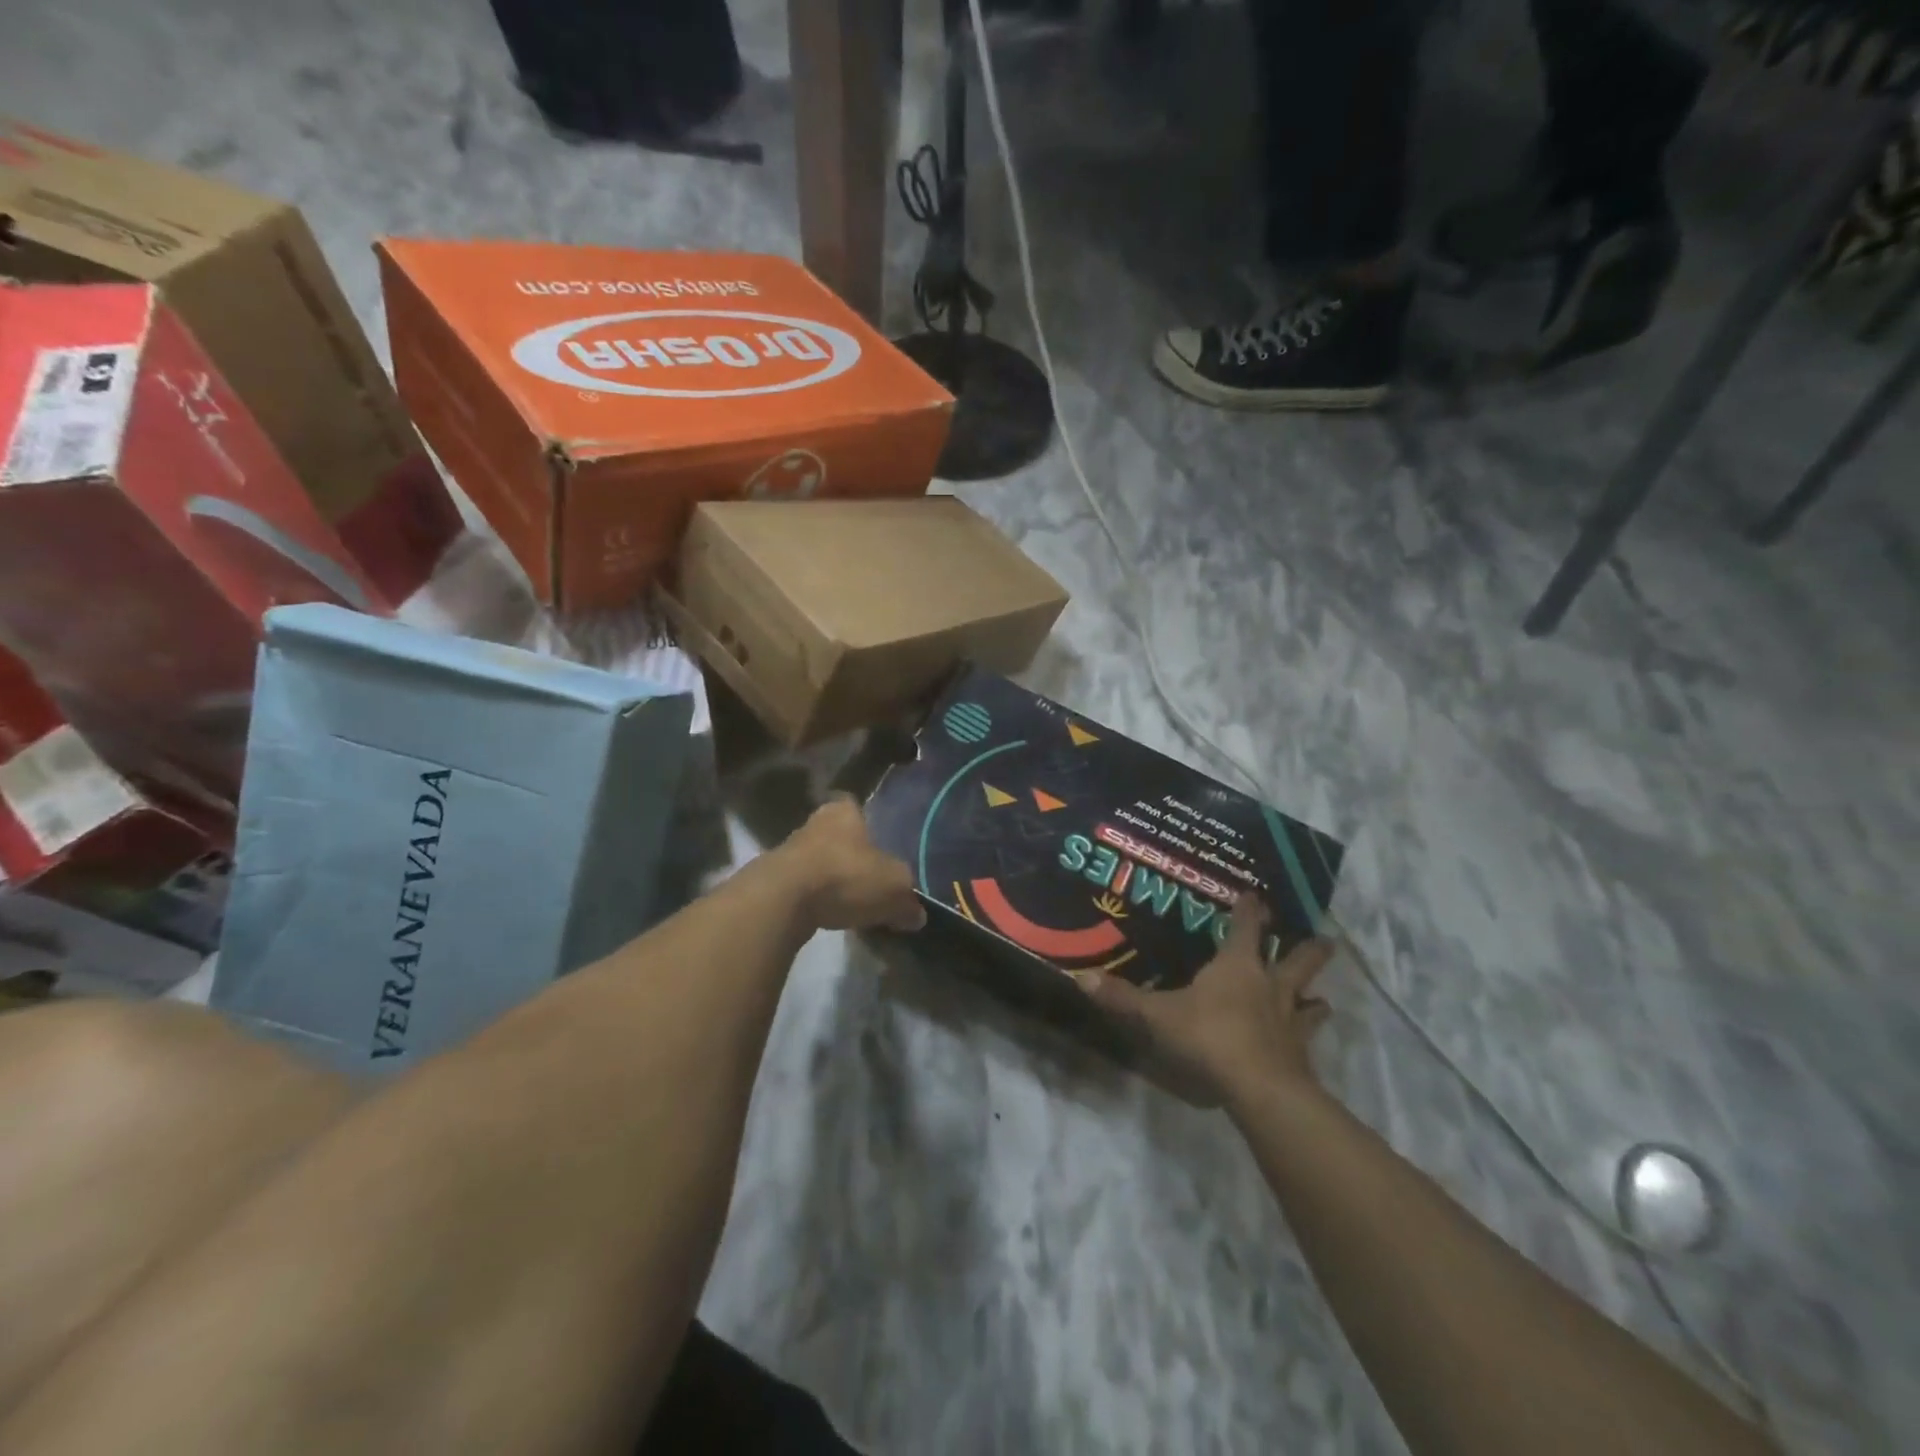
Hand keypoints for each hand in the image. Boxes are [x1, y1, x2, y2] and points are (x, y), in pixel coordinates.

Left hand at [782, 797, 925, 933]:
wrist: (782, 900)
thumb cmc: (846, 876)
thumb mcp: (894, 889)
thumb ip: (908, 901)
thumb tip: (917, 915)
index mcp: (844, 810)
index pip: (857, 806)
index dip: (868, 823)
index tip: (878, 843)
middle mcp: (814, 822)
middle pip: (837, 834)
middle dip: (851, 853)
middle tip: (870, 876)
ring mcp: (789, 850)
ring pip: (819, 860)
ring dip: (832, 877)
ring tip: (852, 901)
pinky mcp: (773, 879)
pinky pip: (803, 885)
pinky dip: (816, 897)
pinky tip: (829, 914)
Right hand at [1082, 899, 1333, 1109]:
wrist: (1259, 1088)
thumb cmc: (1209, 1036)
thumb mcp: (1158, 1016)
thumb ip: (1123, 998)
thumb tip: (1081, 978)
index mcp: (1238, 966)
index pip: (1247, 927)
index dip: (1250, 910)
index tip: (1255, 895)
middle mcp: (1271, 986)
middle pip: (1298, 959)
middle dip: (1309, 948)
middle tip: (1323, 939)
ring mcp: (1291, 1021)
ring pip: (1312, 1000)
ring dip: (1315, 996)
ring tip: (1319, 997)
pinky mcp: (1301, 1055)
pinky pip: (1308, 1038)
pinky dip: (1308, 1035)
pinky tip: (1306, 1042)